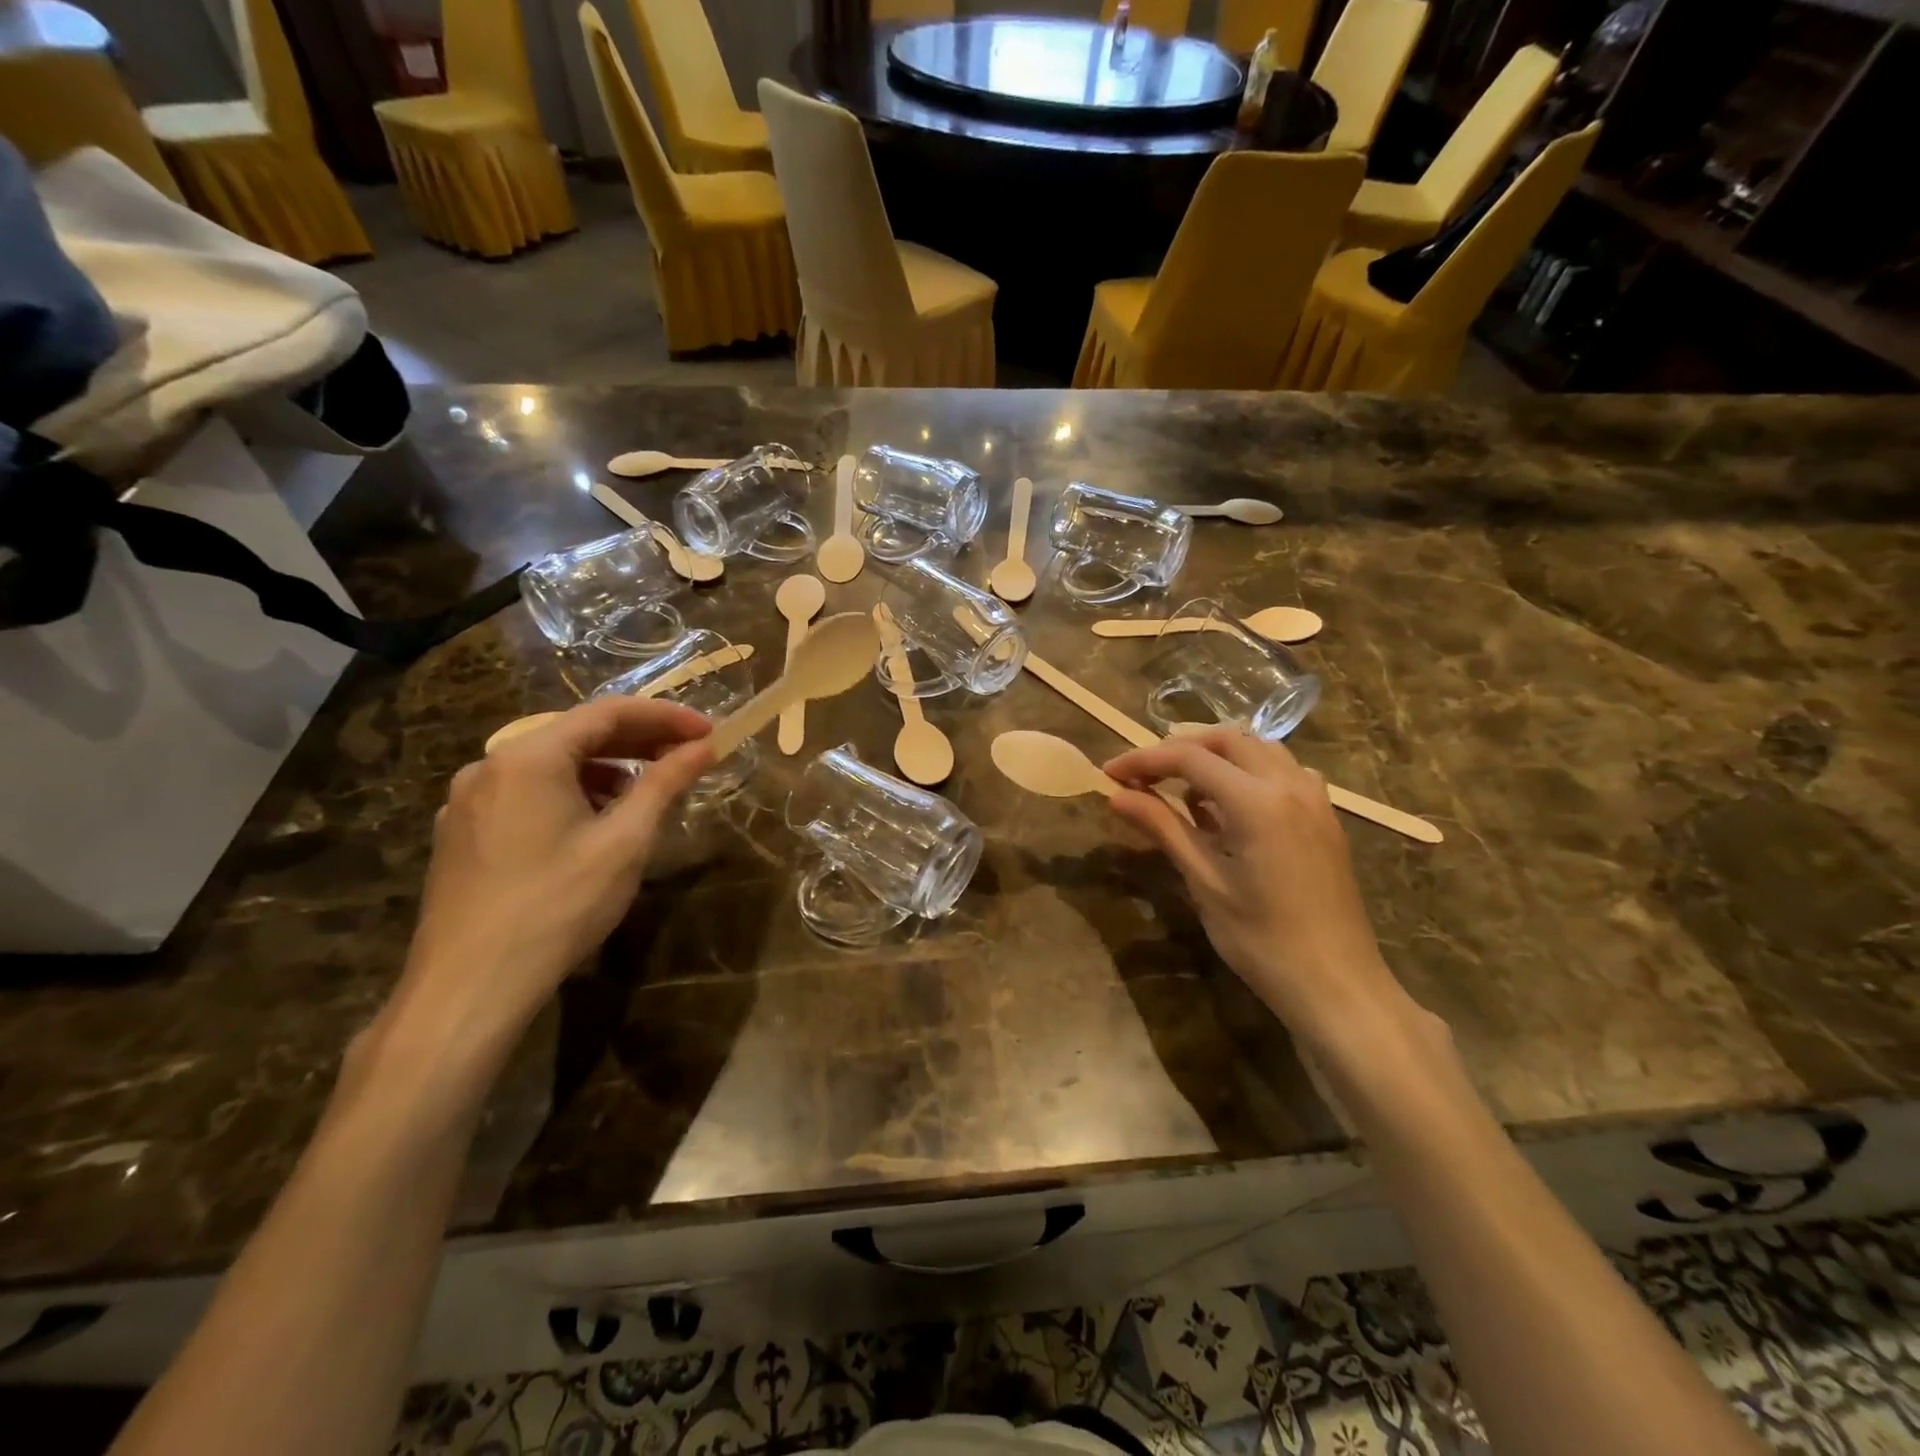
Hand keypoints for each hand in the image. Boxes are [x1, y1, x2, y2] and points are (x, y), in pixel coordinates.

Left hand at [376, 697, 713, 1081]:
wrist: (470, 987)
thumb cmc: (558, 906)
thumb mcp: (625, 841)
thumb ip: (665, 783)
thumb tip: (704, 748)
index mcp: (529, 756)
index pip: (609, 713)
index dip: (666, 716)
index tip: (708, 731)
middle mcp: (490, 765)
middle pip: (577, 734)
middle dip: (638, 741)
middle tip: (689, 755)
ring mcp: (469, 799)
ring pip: (551, 764)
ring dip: (606, 768)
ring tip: (647, 790)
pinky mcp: (462, 832)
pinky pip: (527, 792)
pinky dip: (571, 792)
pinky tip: (595, 821)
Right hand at [1103, 730, 1409, 1044]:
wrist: (1337, 985)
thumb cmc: (1262, 940)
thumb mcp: (1205, 882)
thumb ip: (1163, 828)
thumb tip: (1116, 795)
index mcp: (1257, 802)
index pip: (1189, 758)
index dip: (1144, 759)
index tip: (1110, 772)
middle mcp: (1289, 785)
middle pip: (1227, 739)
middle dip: (1180, 748)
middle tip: (1144, 775)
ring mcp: (1315, 798)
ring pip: (1259, 749)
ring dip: (1217, 755)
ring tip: (1183, 787)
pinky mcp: (1325, 817)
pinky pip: (1284, 771)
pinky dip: (1250, 771)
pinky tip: (1232, 805)